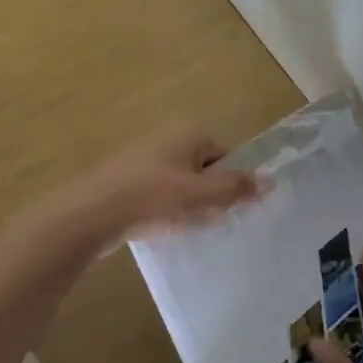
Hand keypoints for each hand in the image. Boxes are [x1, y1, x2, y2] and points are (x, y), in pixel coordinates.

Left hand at [59, 129, 266, 243]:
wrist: (91, 214)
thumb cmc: (152, 199)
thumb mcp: (201, 195)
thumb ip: (236, 189)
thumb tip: (271, 180)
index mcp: (187, 134)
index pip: (224, 155)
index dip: (230, 182)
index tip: (227, 208)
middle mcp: (165, 139)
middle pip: (202, 169)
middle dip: (207, 195)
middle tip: (207, 220)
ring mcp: (141, 159)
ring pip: (178, 184)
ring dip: (185, 205)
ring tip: (182, 228)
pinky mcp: (124, 181)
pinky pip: (156, 194)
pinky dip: (162, 210)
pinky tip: (159, 229)